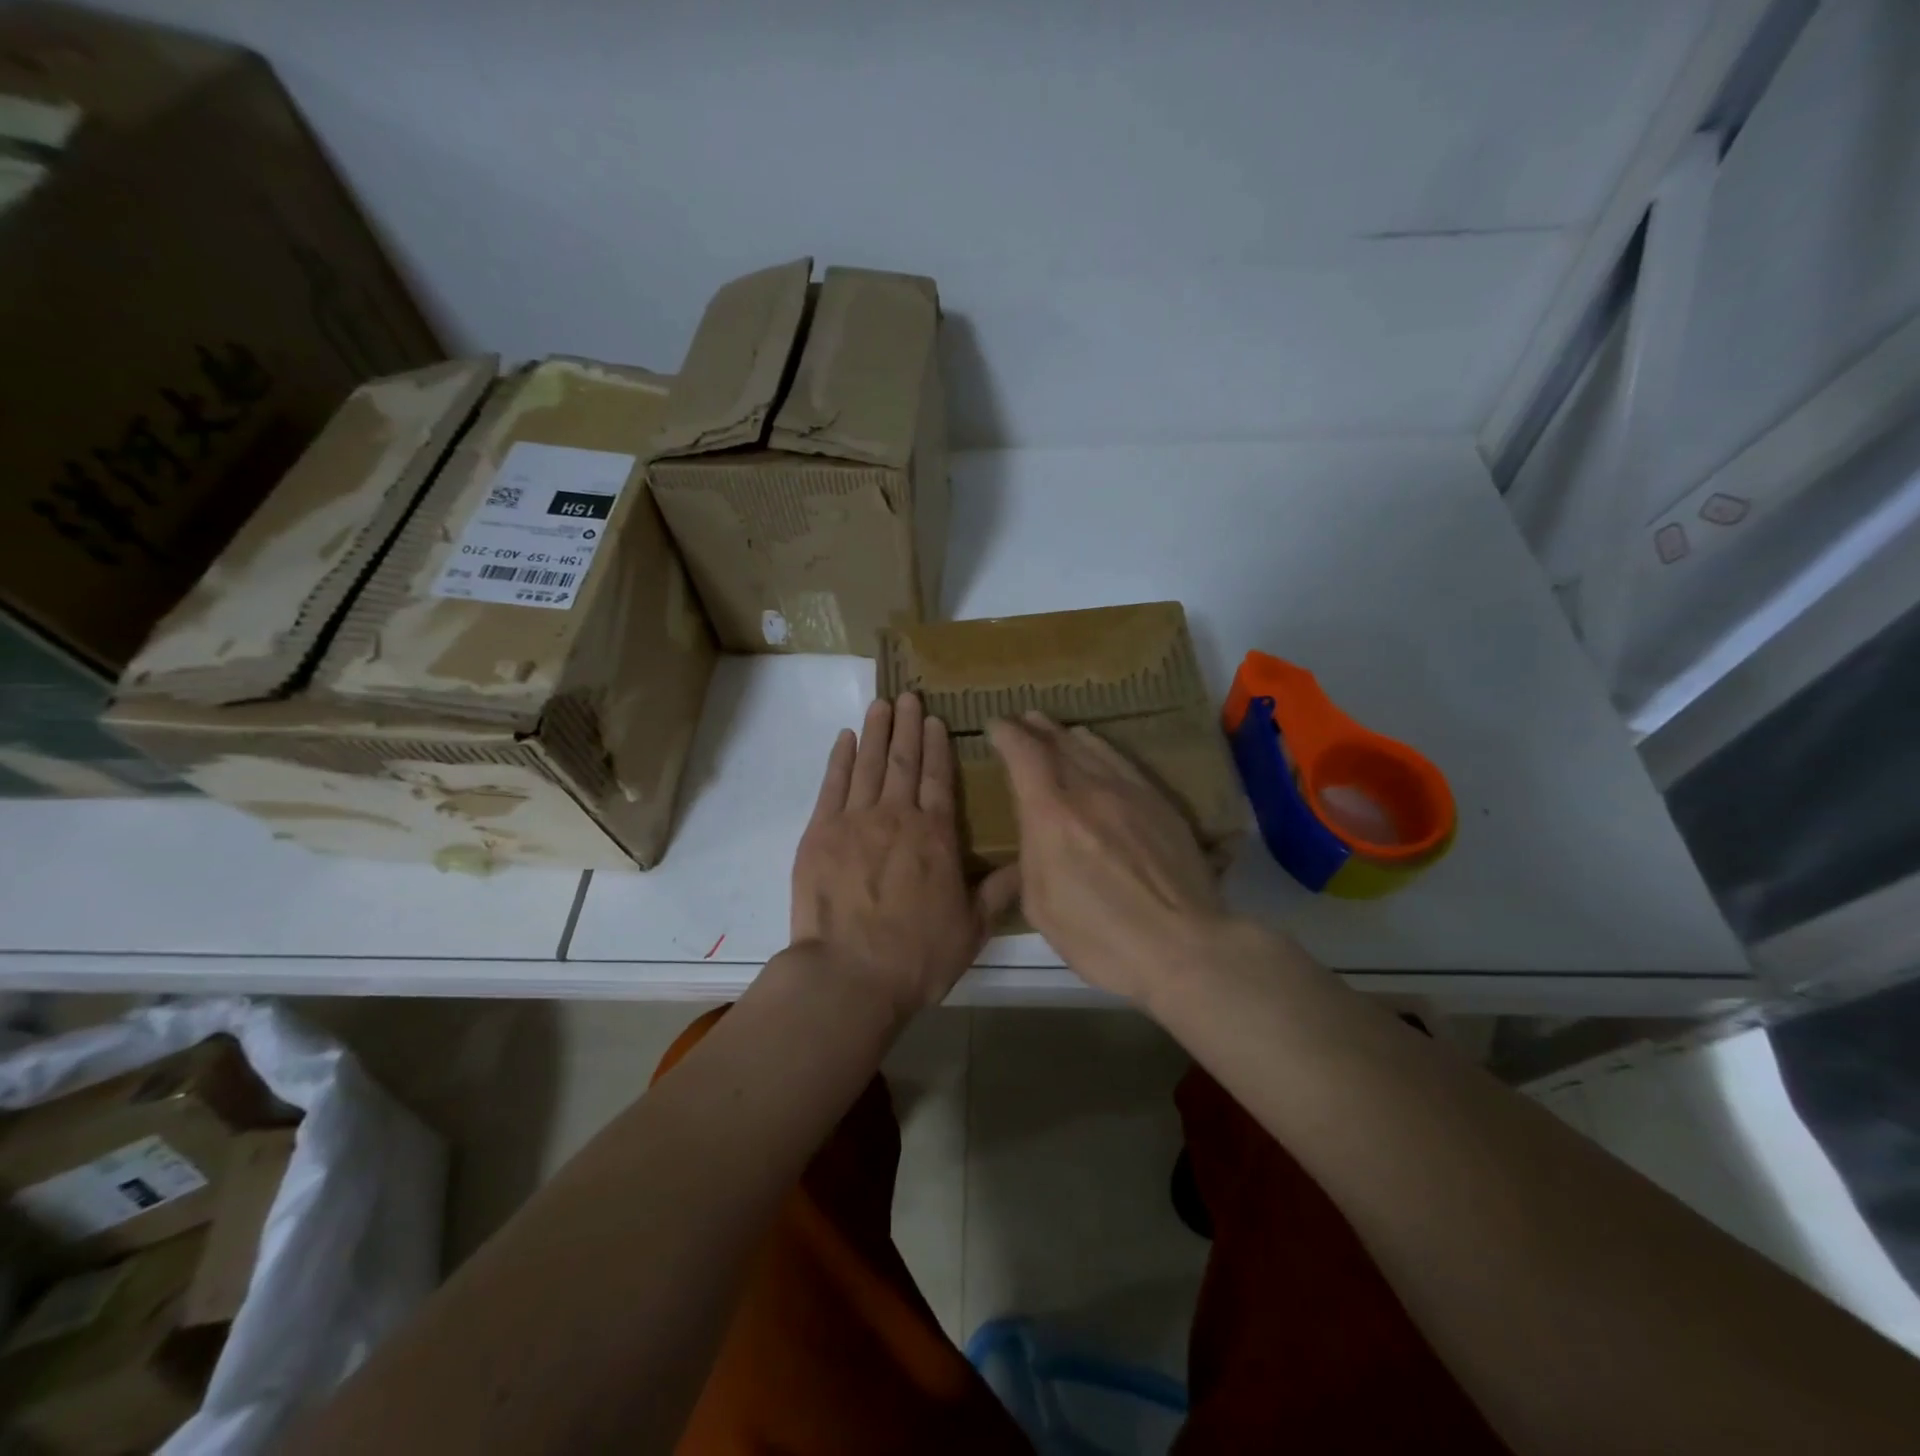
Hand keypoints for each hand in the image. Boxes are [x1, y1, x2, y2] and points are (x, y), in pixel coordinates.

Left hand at [792, 694, 1020, 1016]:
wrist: (848, 975)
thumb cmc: (916, 956)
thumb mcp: (972, 929)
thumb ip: (1000, 889)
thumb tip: (1029, 860)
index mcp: (935, 835)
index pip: (938, 778)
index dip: (937, 746)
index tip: (936, 720)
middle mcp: (896, 816)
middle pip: (904, 761)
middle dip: (908, 726)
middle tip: (910, 696)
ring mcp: (854, 821)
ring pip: (869, 764)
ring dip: (877, 731)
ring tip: (882, 704)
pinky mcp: (819, 833)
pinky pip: (832, 785)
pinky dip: (840, 759)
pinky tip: (846, 739)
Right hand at [988, 712, 1226, 1002]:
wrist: (1182, 946)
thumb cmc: (1099, 938)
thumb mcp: (1040, 905)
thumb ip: (1031, 855)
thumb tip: (1036, 830)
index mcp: (1051, 815)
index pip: (1023, 754)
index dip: (1006, 734)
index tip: (995, 726)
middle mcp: (1089, 790)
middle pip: (1057, 742)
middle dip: (1034, 728)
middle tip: (1022, 721)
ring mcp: (1129, 792)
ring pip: (1092, 747)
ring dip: (1066, 734)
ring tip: (1054, 729)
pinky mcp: (1159, 802)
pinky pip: (1123, 761)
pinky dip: (1100, 748)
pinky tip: (1096, 749)